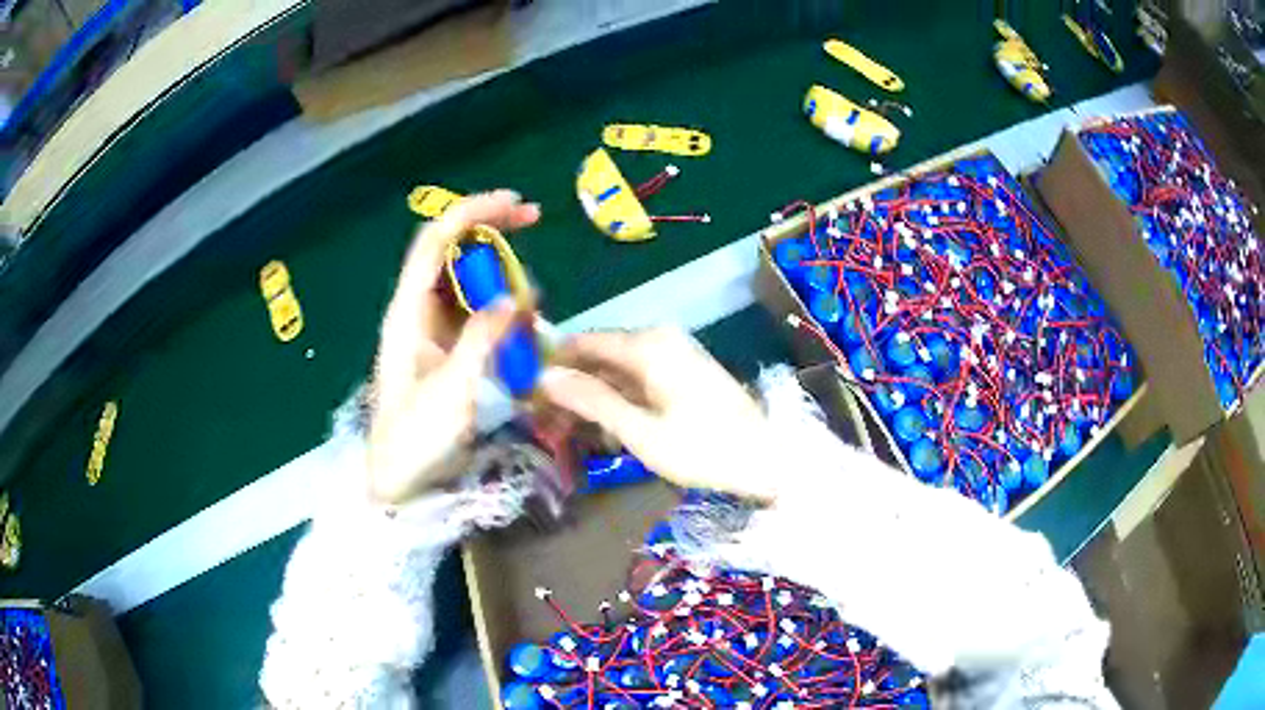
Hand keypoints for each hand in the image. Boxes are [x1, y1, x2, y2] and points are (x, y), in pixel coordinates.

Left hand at [367, 190, 540, 503]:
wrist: (401, 482)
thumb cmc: (417, 441)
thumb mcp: (452, 392)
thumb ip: (481, 340)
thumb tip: (515, 295)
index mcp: (407, 314)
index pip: (434, 244)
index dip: (470, 214)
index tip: (513, 203)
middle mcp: (416, 312)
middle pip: (448, 250)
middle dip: (488, 227)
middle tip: (532, 219)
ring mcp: (430, 330)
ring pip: (463, 279)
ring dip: (497, 267)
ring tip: (530, 277)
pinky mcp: (444, 349)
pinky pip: (473, 310)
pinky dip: (499, 303)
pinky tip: (521, 316)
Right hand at [539, 328, 777, 502]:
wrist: (766, 458)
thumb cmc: (702, 447)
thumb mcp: (640, 430)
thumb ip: (591, 400)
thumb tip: (545, 377)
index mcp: (646, 344)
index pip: (582, 342)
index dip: (552, 364)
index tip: (527, 392)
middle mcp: (658, 339)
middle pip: (600, 355)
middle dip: (572, 385)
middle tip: (546, 421)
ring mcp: (674, 354)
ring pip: (618, 370)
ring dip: (594, 397)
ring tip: (569, 431)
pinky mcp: (683, 373)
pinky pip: (638, 379)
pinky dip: (619, 400)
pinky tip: (605, 429)